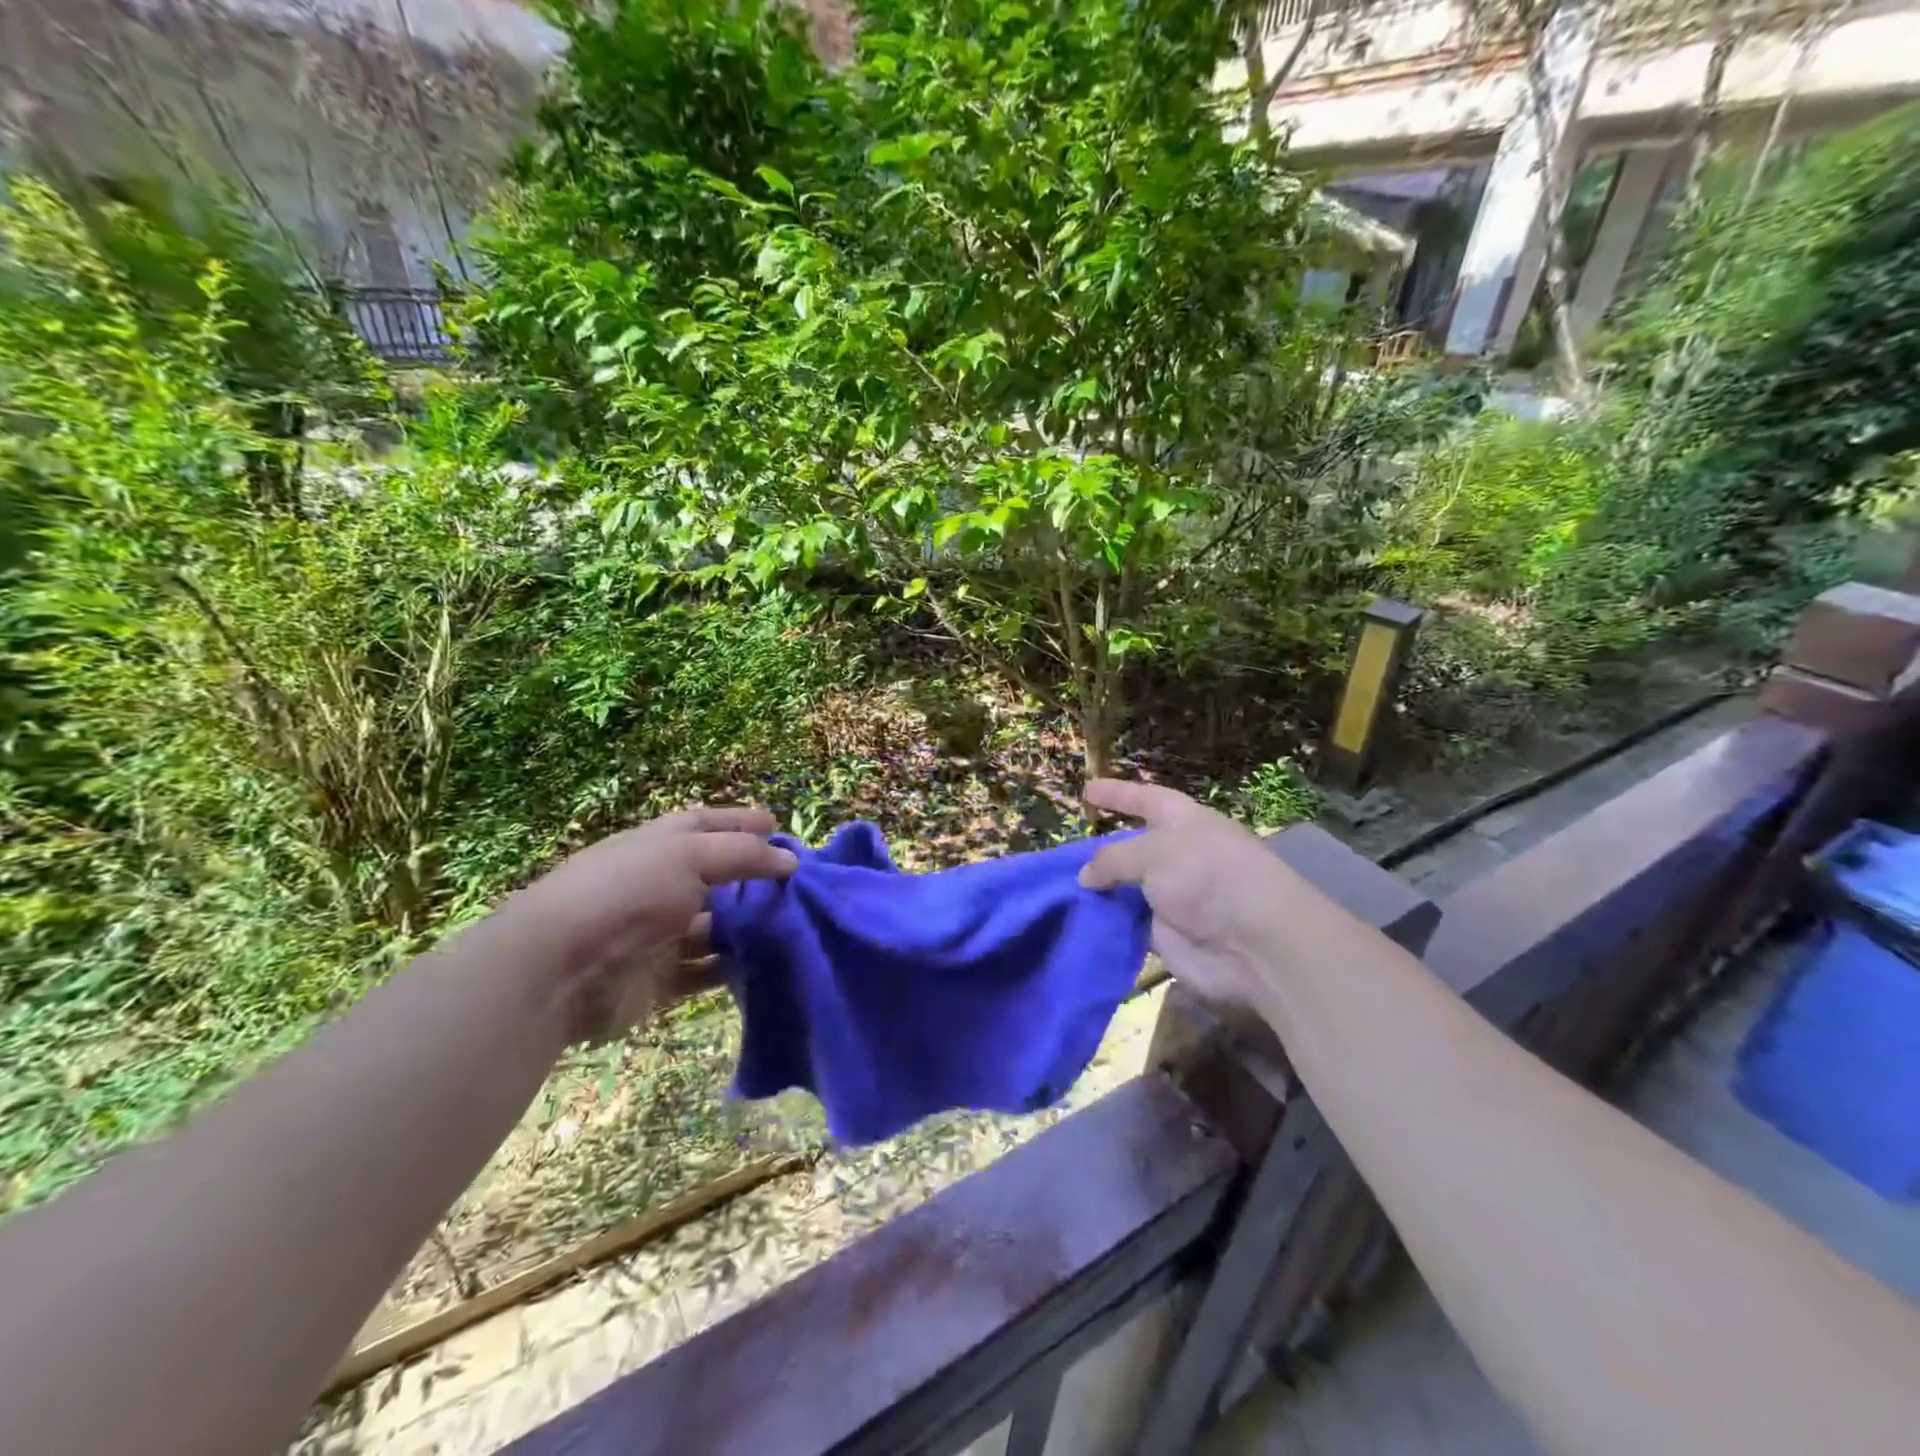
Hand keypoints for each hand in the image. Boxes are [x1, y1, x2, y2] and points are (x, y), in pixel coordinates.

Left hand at [489, 807, 797, 1041]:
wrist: (557, 970)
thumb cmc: (627, 893)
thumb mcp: (690, 855)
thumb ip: (744, 854)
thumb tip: (789, 860)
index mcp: (656, 846)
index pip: (704, 825)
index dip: (740, 822)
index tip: (779, 826)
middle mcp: (657, 886)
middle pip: (713, 876)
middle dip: (752, 877)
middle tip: (798, 882)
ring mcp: (656, 935)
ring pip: (712, 926)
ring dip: (746, 926)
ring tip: (791, 924)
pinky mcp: (656, 981)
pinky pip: (703, 971)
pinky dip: (730, 968)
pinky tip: (763, 964)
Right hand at [1079, 779, 1295, 1009]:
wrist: (1253, 943)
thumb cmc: (1207, 876)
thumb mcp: (1154, 853)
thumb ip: (1114, 859)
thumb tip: (1085, 876)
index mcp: (1183, 822)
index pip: (1145, 799)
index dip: (1117, 793)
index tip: (1087, 789)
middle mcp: (1178, 856)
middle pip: (1133, 847)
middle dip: (1102, 850)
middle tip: (1063, 853)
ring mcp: (1173, 897)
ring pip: (1127, 888)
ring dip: (1100, 890)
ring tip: (1059, 888)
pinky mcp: (1167, 935)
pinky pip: (1129, 924)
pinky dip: (1107, 922)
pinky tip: (1076, 920)